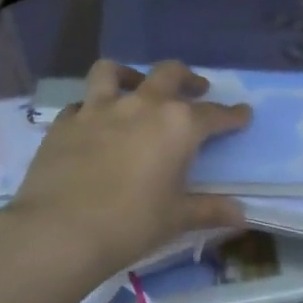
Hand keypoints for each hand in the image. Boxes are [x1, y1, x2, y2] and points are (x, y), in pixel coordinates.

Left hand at [5, 59, 251, 283]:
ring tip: (135, 86)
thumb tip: (241, 215)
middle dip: (188, 78)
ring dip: (130, 74)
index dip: (232, 115)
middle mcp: (141, 105)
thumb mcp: (177, 219)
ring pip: (113, 72)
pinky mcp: (65, 122)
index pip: (214, 114)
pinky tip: (93, 124)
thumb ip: (210, 210)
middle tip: (196, 88)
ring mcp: (99, 109)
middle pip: (169, 74)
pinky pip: (81, 104)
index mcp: (177, 125)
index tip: (243, 114)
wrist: (59, 231)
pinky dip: (91, 108)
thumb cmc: (130, 224)